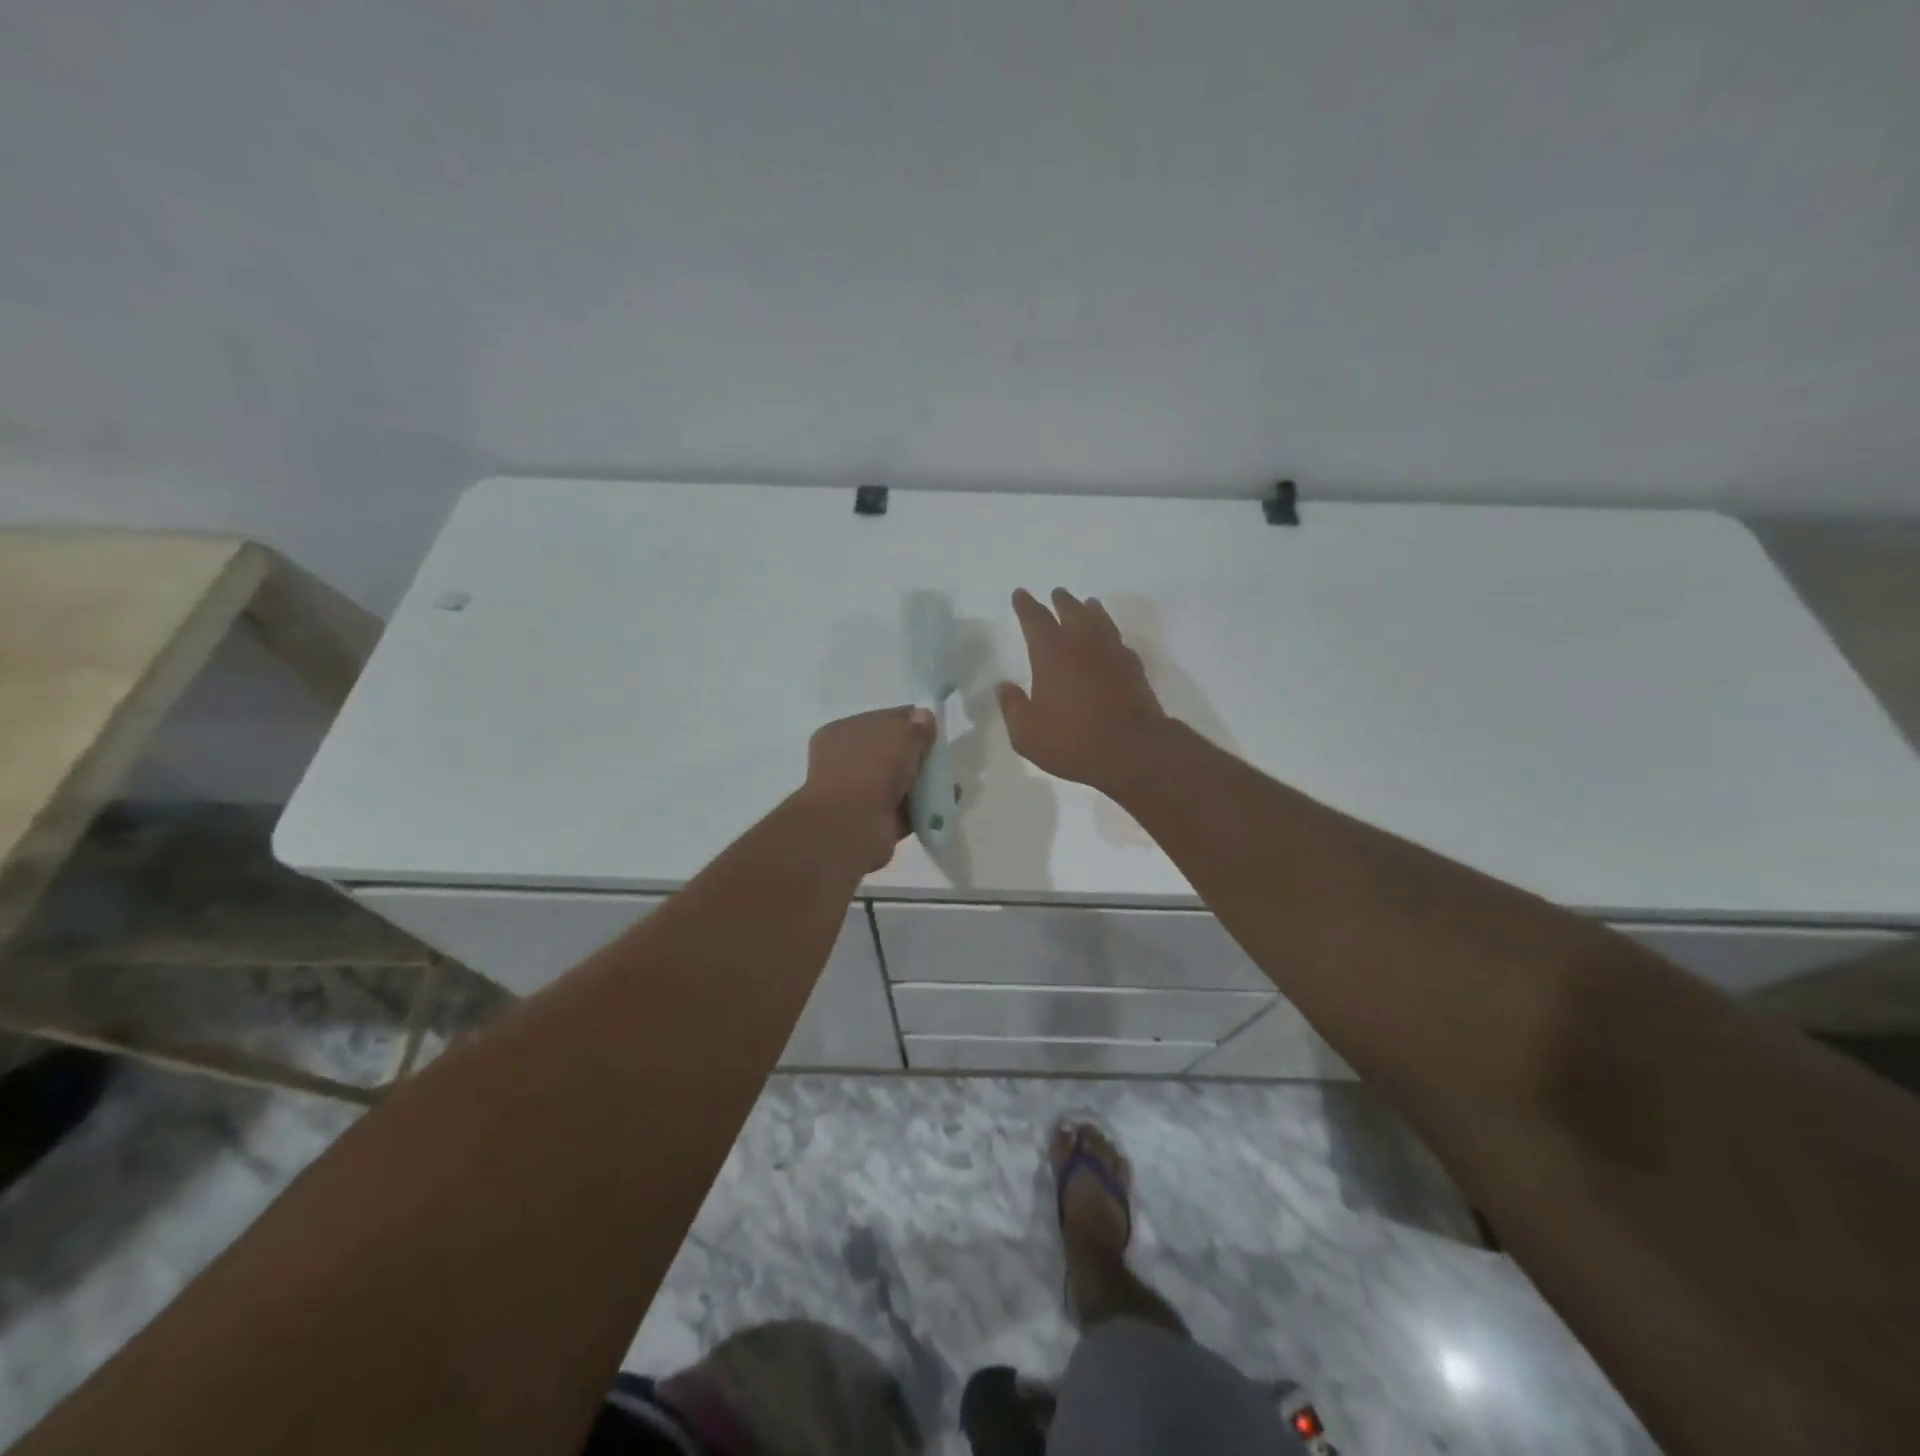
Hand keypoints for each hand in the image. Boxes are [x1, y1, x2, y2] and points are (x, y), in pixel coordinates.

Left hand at [798, 706, 937, 872]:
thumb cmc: (871, 769)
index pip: (882, 720)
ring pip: (897, 783)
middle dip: (917, 755)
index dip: (910, 721)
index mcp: (843, 733)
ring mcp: (857, 794)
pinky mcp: (872, 822)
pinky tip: (945, 804)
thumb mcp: (901, 736)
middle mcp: (845, 762)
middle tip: (942, 758)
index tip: (935, 728)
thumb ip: (917, 726)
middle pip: (890, 753)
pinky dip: (923, 808)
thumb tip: (924, 717)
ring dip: (922, 783)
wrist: (852, 826)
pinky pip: (903, 810)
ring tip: (949, 783)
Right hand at [997, 588, 1170, 793]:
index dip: (1026, 605)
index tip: (1020, 594)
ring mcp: (1112, 653)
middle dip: (1061, 601)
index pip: (1035, 619)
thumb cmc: (1071, 740)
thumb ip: (1013, 707)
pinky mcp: (1134, 668)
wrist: (1131, 749)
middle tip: (1057, 593)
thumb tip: (1004, 687)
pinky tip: (1110, 642)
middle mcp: (1082, 643)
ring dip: (1091, 610)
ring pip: (1100, 621)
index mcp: (1051, 652)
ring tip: (1088, 604)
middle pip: (1071, 611)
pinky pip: (1118, 642)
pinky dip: (1110, 636)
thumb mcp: (1026, 732)